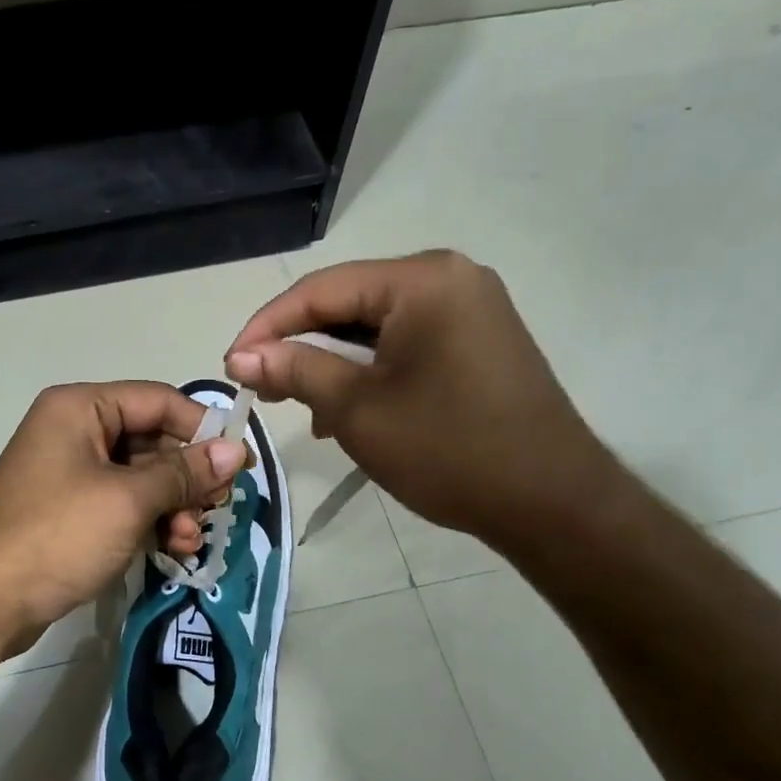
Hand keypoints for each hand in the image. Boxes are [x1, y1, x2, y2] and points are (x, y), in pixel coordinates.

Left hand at [0, 382, 248, 660]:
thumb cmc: (57, 536)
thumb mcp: (128, 500)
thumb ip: (184, 473)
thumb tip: (236, 451)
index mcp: (80, 408)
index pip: (158, 400)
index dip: (203, 429)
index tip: (241, 464)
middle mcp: (74, 430)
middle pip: (151, 440)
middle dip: (187, 478)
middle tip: (217, 509)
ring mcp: (69, 472)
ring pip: (140, 477)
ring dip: (173, 506)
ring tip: (189, 542)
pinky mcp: (69, 510)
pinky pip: (122, 504)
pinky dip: (149, 522)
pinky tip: (171, 550)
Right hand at [226, 251, 619, 547]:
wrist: (551, 502)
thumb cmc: (448, 449)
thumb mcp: (356, 409)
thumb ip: (295, 371)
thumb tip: (240, 357)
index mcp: (422, 280)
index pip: (321, 290)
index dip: (267, 326)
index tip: (230, 365)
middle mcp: (450, 278)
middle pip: (349, 303)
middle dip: (301, 347)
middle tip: (263, 389)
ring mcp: (470, 308)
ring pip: (375, 327)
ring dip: (333, 363)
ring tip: (303, 407)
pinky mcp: (478, 340)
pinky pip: (406, 343)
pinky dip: (370, 371)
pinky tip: (349, 409)